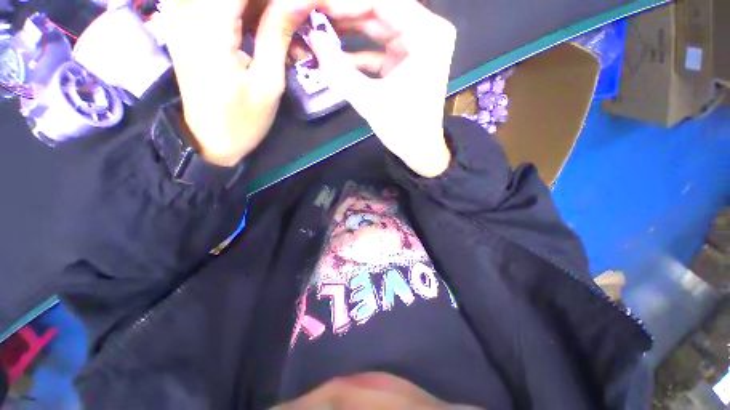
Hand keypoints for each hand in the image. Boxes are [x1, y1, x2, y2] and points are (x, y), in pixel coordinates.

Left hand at [164, 0, 311, 165]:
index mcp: (210, 29)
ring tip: (281, 30)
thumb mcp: (268, 83)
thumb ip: (278, 34)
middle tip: (292, 22)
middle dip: (270, 5)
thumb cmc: (242, 120)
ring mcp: (182, 16)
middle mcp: (188, 12)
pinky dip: (244, 12)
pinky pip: (219, 5)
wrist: (209, 141)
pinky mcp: (184, 24)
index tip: (299, 8)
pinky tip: (263, 27)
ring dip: (259, 9)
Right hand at [308, 0, 455, 176]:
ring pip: (377, 26)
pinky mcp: (405, 61)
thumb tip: (313, 39)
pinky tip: (334, 55)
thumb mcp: (370, 101)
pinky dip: (358, 53)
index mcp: (428, 35)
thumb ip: (339, 70)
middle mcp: (426, 32)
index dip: (346, 3)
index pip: (382, 1)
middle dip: (344, 13)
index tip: (316, 5)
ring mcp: (416, 46)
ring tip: (318, 32)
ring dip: (348, 31)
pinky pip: (378, 48)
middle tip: (312, 16)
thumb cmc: (403, 129)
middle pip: (379, 10)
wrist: (420, 151)